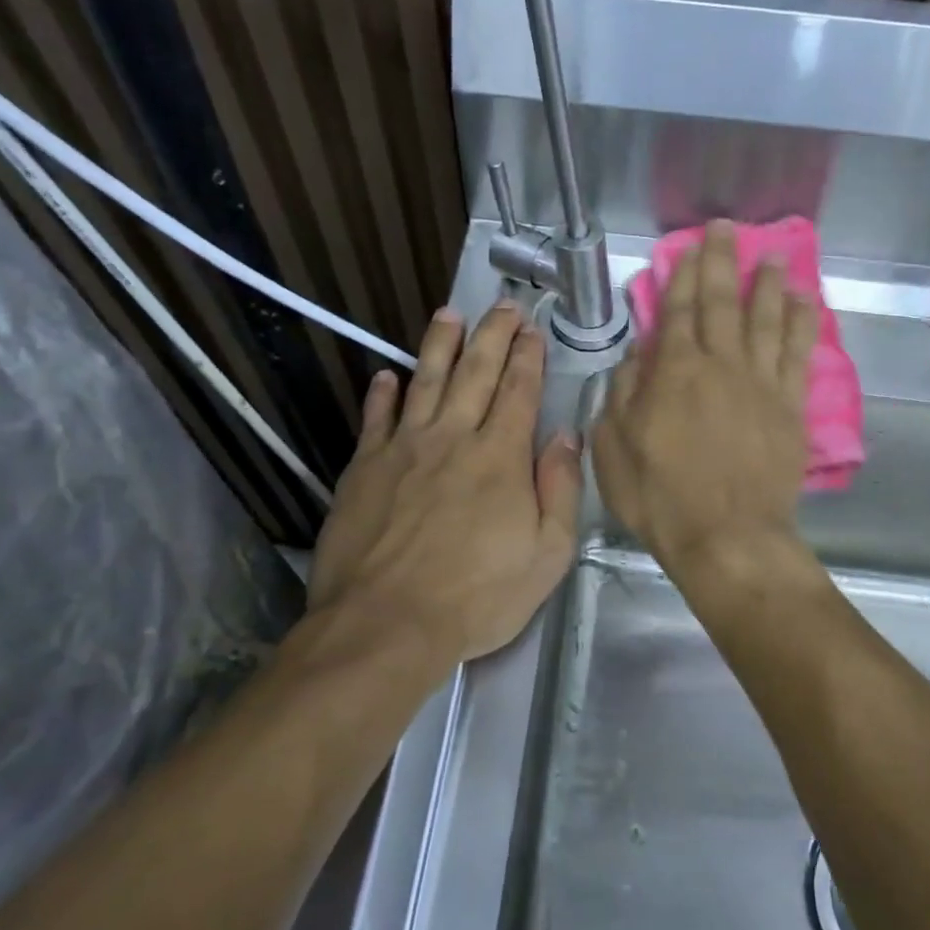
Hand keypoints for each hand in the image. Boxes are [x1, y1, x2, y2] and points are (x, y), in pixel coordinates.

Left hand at [309, 301, 582, 664]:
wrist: (386, 623)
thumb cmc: (477, 597)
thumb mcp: (547, 555)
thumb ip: (560, 490)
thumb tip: (566, 437)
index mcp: (500, 458)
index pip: (519, 392)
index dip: (528, 357)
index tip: (533, 330)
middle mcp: (452, 439)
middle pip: (475, 373)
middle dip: (492, 335)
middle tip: (502, 306)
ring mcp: (403, 449)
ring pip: (425, 381)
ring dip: (439, 345)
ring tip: (449, 314)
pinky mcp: (364, 469)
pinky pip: (376, 419)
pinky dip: (382, 393)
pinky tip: (387, 375)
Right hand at [593, 220, 817, 577]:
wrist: (727, 538)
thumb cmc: (661, 498)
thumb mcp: (614, 449)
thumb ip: (622, 395)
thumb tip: (636, 355)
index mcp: (674, 372)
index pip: (678, 311)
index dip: (684, 275)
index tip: (690, 246)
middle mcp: (720, 365)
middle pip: (722, 303)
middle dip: (722, 262)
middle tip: (727, 229)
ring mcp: (760, 384)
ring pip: (765, 320)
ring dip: (767, 285)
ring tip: (771, 256)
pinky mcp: (790, 408)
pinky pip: (798, 355)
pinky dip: (801, 325)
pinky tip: (805, 303)